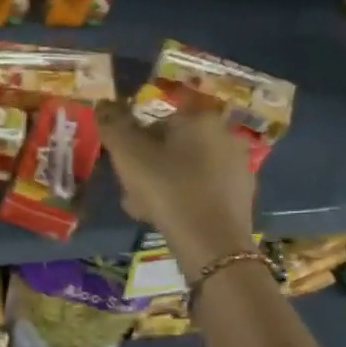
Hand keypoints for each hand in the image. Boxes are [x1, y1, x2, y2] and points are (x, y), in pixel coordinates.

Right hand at [96, 102, 258, 273]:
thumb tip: (103, 104)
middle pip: (173, 146)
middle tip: (132, 190)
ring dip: (164, 184)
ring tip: (147, 209)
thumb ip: (113, 125)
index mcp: (200, 118)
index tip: (124, 167)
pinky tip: (171, 218)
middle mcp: (225, 134)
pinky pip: (203, 189)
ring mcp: (238, 166)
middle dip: (150, 165)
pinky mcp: (242, 195)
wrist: (210, 242)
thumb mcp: (128, 154)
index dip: (134, 144)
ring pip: (187, 169)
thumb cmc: (167, 189)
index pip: (156, 122)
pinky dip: (186, 198)